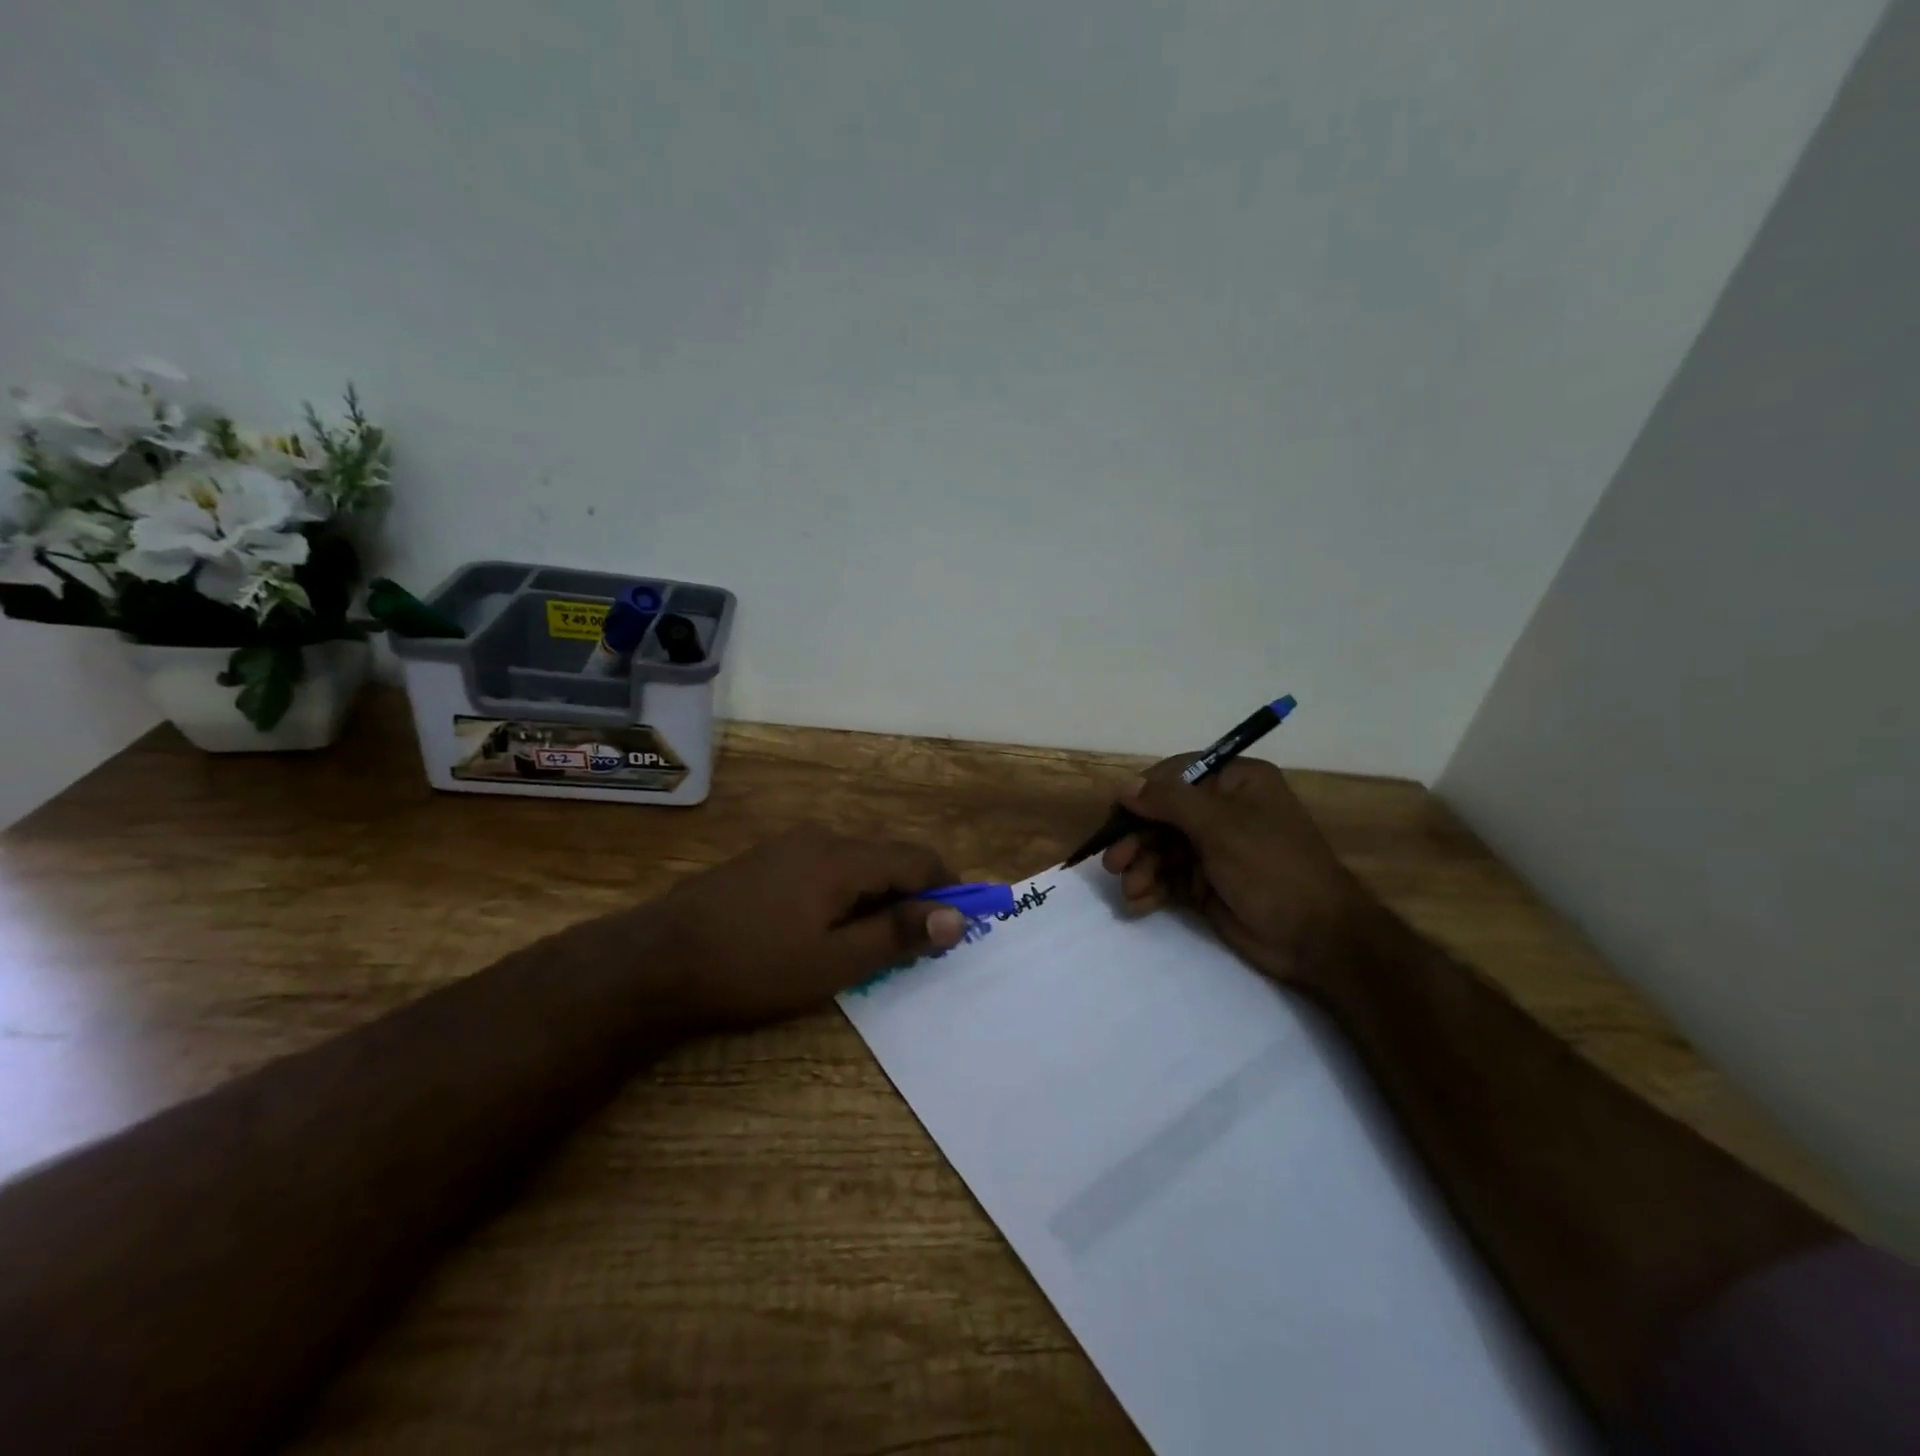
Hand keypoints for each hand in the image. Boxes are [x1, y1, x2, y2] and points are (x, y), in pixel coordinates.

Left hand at [572, 825, 967, 1031]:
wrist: (654, 960)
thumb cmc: (752, 966)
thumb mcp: (833, 963)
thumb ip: (897, 935)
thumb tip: (955, 918)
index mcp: (843, 857)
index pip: (918, 859)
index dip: (948, 887)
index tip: (961, 923)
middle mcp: (821, 838)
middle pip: (887, 858)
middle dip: (912, 896)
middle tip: (916, 944)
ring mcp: (788, 845)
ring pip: (855, 864)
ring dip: (877, 897)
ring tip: (871, 944)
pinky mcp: (765, 860)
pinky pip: (824, 869)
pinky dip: (845, 894)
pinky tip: (826, 929)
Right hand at [1100, 756, 1374, 995]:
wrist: (1316, 938)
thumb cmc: (1272, 867)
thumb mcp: (1220, 826)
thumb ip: (1169, 802)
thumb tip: (1126, 787)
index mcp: (1235, 782)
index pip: (1175, 776)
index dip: (1142, 795)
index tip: (1116, 817)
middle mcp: (1223, 810)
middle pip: (1162, 815)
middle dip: (1136, 839)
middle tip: (1114, 863)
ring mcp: (1214, 848)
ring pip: (1160, 848)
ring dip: (1141, 867)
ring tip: (1131, 889)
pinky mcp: (1207, 883)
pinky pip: (1168, 877)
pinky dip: (1151, 887)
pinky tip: (1139, 903)